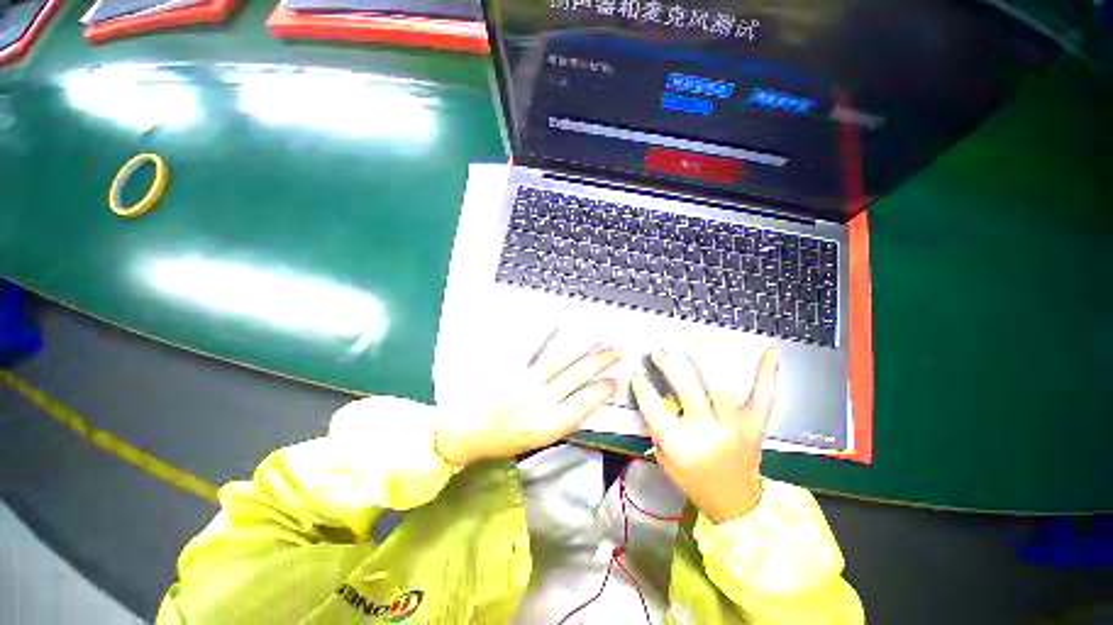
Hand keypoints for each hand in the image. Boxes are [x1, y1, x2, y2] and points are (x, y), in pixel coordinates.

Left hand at [436, 331, 620, 465]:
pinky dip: (546, 334)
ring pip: (561, 360)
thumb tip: (583, 402)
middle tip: (616, 351)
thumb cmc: (501, 440)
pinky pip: (531, 348)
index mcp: (547, 426)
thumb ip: (560, 421)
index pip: (585, 404)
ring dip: (583, 348)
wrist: (463, 432)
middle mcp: (539, 403)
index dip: (603, 391)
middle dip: (600, 362)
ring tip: (599, 338)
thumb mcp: (536, 441)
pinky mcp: (510, 368)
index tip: (615, 381)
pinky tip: (559, 324)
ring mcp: (524, 382)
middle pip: (577, 377)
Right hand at [632, 344, 778, 523]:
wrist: (734, 503)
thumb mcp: (665, 458)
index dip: (642, 387)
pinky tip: (768, 349)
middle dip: (670, 365)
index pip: (653, 407)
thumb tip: (659, 394)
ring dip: (705, 361)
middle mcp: (708, 432)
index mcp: (680, 444)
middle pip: (688, 388)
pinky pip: (764, 397)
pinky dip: (767, 373)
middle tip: (660, 353)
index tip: (638, 376)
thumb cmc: (694, 480)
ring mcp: (735, 427)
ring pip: (722, 386)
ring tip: (693, 345)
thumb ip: (658, 426)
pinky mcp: (755, 426)